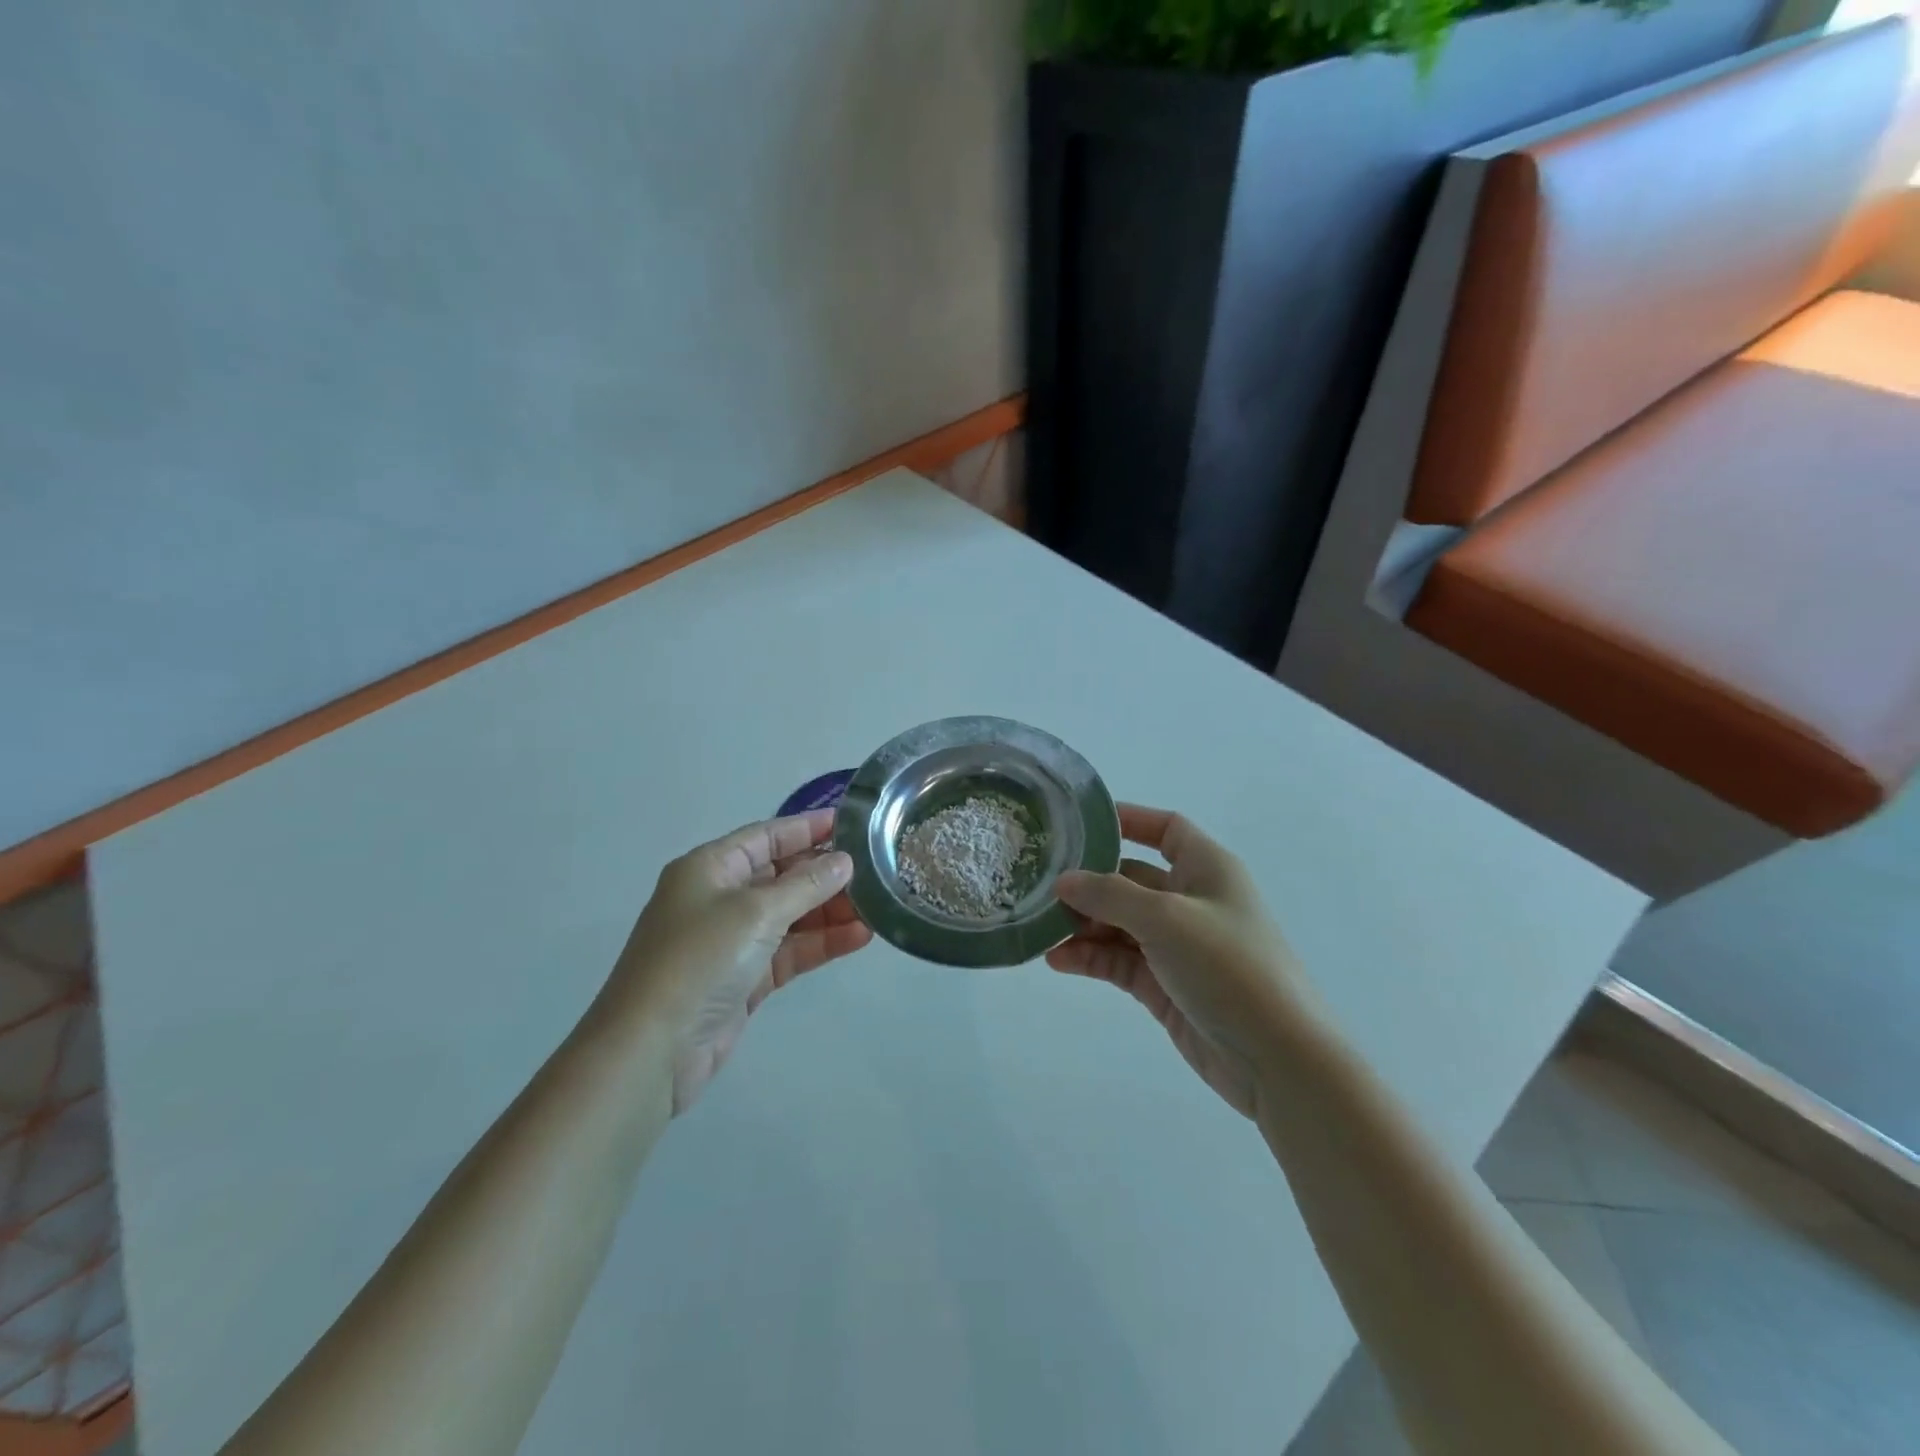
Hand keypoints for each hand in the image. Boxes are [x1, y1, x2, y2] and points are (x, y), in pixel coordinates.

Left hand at [606, 809, 871, 1112]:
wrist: (653, 1050)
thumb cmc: (699, 960)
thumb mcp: (756, 911)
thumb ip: (805, 884)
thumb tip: (844, 861)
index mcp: (710, 868)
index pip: (766, 836)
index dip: (808, 828)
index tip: (852, 823)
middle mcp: (719, 898)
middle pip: (781, 875)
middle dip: (826, 874)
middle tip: (876, 871)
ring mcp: (731, 941)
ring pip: (791, 915)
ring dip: (830, 912)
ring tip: (877, 908)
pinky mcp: (744, 978)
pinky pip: (790, 951)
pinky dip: (821, 944)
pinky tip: (859, 938)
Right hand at [1048, 804, 1311, 1117]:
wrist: (1277, 1058)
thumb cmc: (1229, 966)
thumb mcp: (1167, 918)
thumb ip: (1110, 895)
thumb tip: (1064, 880)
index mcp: (1206, 868)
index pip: (1165, 828)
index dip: (1127, 820)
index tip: (1077, 824)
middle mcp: (1191, 900)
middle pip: (1131, 878)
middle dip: (1089, 882)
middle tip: (1041, 887)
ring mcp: (1177, 945)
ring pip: (1120, 923)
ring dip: (1084, 925)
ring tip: (1041, 929)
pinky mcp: (1165, 984)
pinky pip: (1120, 961)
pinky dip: (1091, 958)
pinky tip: (1057, 961)